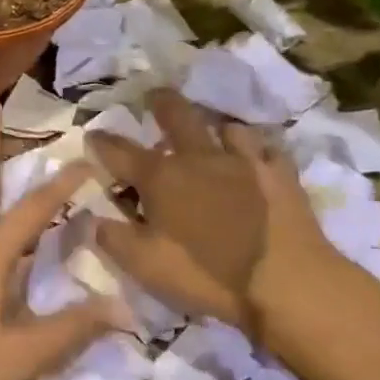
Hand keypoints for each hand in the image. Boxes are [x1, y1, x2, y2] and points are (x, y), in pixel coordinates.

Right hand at [86, 89, 346, 340]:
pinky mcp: (281, 176)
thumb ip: (112, 237)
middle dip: (162, 103)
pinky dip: (256, 150)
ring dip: (214, 126)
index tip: (92, 134)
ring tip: (211, 131)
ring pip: (227, 127)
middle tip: (155, 96)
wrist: (288, 284)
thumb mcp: (144, 264)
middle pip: (177, 116)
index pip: (119, 152)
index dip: (102, 142)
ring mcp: (245, 162)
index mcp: (161, 177)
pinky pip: (267, 149)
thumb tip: (91, 218)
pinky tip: (256, 157)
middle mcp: (199, 158)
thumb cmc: (206, 274)